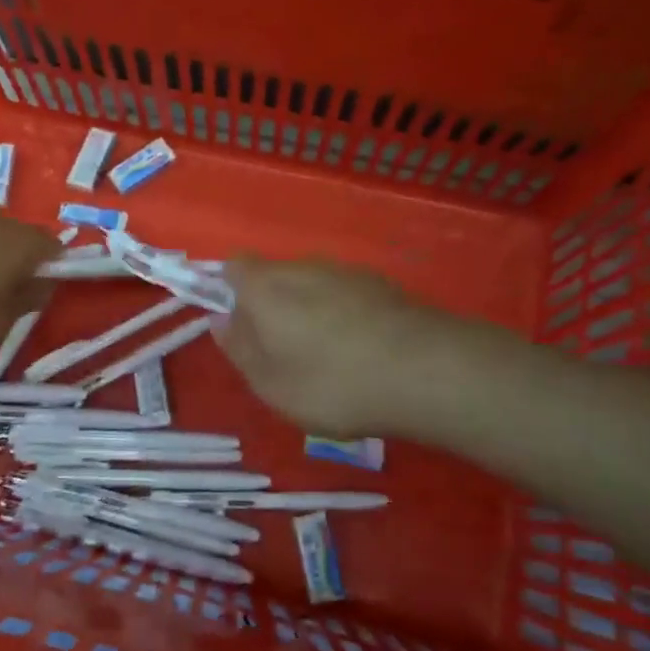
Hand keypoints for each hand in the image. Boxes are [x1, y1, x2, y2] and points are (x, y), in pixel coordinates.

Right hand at [218, 259, 445, 437]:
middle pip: (275, 276)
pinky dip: (345, 315)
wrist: (426, 370)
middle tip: (283, 354)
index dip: (229, 292)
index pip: (234, 267)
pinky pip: (347, 295)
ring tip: (329, 359)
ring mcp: (347, 271)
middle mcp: (303, 266)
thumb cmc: (332, 383)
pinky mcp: (383, 284)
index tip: (240, 328)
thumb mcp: (271, 384)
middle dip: (272, 307)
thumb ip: (240, 349)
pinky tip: (363, 351)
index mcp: (266, 286)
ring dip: (310, 311)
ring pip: (313, 285)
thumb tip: (222, 320)